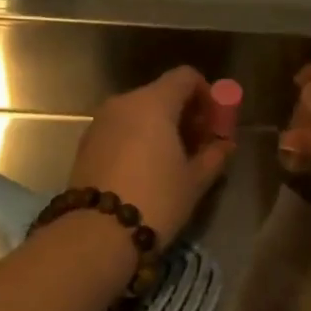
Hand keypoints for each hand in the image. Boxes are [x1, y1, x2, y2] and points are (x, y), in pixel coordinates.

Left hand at [68, 67, 234, 246]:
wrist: (96, 233)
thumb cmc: (156, 200)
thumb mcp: (194, 180)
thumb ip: (214, 155)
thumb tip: (225, 144)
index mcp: (153, 102)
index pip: (185, 77)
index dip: (206, 94)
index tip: (214, 123)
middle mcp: (123, 102)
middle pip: (161, 93)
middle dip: (184, 113)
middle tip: (199, 145)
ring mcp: (100, 121)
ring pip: (138, 112)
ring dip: (160, 127)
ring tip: (173, 161)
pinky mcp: (86, 142)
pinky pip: (120, 128)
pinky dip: (137, 138)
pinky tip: (145, 169)